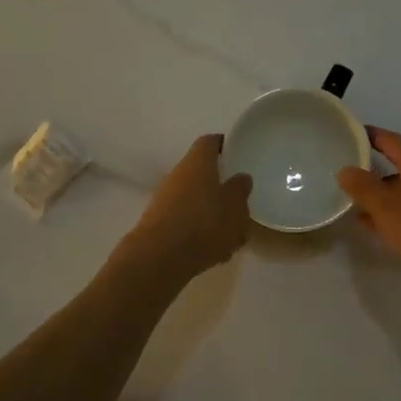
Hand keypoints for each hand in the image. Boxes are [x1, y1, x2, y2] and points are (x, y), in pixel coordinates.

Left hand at [125, 134, 252, 280]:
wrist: (159, 258)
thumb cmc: (204, 224)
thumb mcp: (235, 207)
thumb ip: (240, 190)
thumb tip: (241, 177)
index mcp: (198, 162)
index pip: (210, 142)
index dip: (224, 145)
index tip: (236, 153)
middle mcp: (178, 174)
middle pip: (201, 172)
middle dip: (220, 186)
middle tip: (240, 200)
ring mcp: (165, 199)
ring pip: (195, 200)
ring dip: (212, 213)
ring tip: (232, 236)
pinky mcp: (159, 223)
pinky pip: (186, 221)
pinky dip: (200, 231)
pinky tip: (215, 252)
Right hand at [337, 128, 400, 298]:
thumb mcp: (386, 208)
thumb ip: (362, 187)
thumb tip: (345, 169)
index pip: (391, 140)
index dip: (369, 135)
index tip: (349, 135)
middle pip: (400, 164)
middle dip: (374, 171)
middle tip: (349, 178)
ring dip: (385, 196)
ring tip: (361, 210)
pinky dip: (399, 212)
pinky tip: (387, 229)